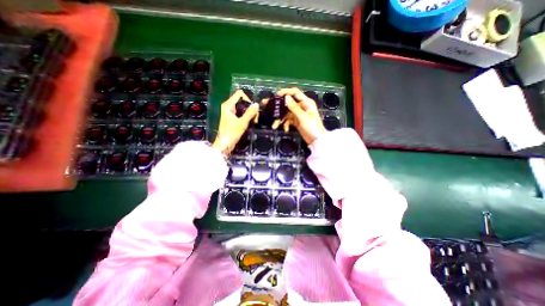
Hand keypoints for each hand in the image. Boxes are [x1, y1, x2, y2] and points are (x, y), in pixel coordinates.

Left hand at [211, 90, 257, 153]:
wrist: (225, 144)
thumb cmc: (232, 133)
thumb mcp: (242, 122)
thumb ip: (250, 113)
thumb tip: (256, 104)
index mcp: (228, 105)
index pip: (239, 94)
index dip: (248, 99)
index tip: (253, 108)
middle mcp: (229, 106)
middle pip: (242, 101)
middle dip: (250, 108)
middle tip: (256, 117)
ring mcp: (231, 113)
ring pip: (243, 108)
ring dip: (250, 113)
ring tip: (255, 121)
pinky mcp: (233, 118)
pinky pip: (242, 113)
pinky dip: (247, 116)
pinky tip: (252, 122)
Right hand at [279, 88, 325, 144]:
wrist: (316, 141)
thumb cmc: (312, 127)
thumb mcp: (303, 117)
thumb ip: (294, 107)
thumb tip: (286, 97)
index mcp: (306, 102)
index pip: (295, 93)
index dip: (285, 92)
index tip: (276, 95)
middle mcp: (301, 106)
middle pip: (287, 103)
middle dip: (278, 106)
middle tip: (266, 105)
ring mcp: (298, 114)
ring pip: (286, 113)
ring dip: (280, 119)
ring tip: (274, 125)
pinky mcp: (296, 121)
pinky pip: (288, 121)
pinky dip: (285, 124)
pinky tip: (285, 129)